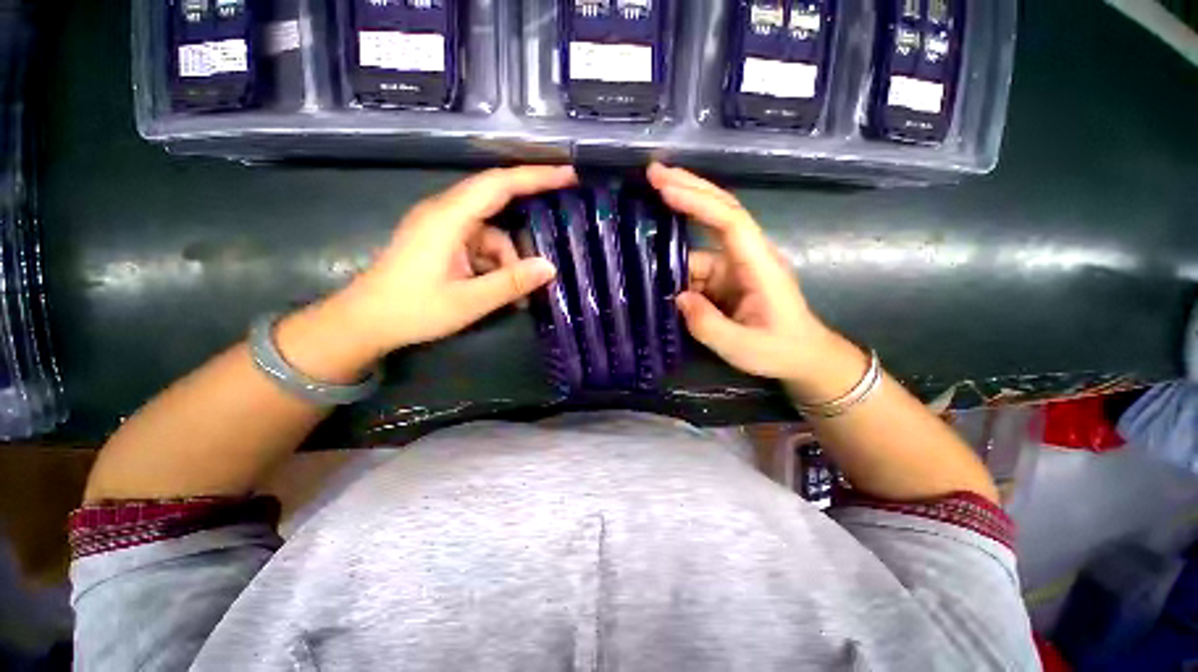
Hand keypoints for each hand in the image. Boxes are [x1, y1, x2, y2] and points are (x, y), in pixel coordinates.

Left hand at [337, 165, 577, 355]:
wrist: (364, 322)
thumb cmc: (412, 310)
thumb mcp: (468, 301)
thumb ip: (510, 283)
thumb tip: (550, 268)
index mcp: (448, 218)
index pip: (498, 184)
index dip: (536, 176)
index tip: (568, 175)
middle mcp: (445, 213)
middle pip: (496, 201)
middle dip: (529, 212)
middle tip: (560, 219)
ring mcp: (442, 228)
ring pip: (491, 232)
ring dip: (508, 259)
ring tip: (518, 295)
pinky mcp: (442, 242)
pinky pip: (479, 245)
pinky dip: (494, 265)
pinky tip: (500, 291)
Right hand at [647, 163, 839, 386]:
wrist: (803, 357)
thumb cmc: (780, 351)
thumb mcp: (743, 347)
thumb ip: (708, 325)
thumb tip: (677, 297)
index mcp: (759, 266)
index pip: (730, 221)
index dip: (698, 202)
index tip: (665, 188)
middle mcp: (747, 256)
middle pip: (720, 211)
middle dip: (688, 188)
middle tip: (653, 172)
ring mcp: (735, 266)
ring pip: (702, 239)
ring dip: (676, 223)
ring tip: (644, 207)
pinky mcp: (726, 278)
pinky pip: (696, 264)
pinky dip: (675, 259)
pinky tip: (655, 257)